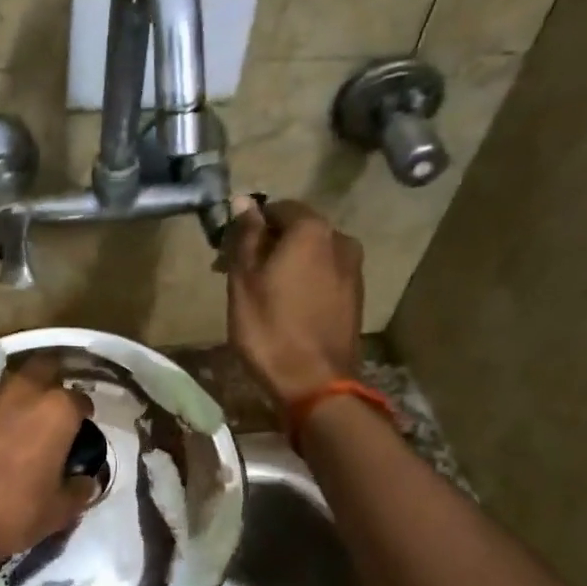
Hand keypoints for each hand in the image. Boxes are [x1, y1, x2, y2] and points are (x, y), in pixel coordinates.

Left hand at [0, 355, 98, 568]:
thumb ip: (79, 490)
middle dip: (51, 384)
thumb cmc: (12, 512)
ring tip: (17, 427)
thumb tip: (85, 480)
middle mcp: (22, 391)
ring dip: (18, 398)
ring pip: (10, 384)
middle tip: (51, 415)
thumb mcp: (58, 511)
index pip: (80, 400)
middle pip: (43, 369)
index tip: (80, 434)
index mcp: (56, 410)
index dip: (83, 417)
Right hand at [225, 199, 364, 409]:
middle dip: (269, 244)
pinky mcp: (355, 297)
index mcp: (311, 230)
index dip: (251, 224)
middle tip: (240, 272)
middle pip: (298, 230)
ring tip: (262, 292)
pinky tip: (286, 306)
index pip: (277, 208)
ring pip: (312, 254)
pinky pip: (324, 275)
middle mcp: (340, 240)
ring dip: (287, 263)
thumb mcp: (244, 281)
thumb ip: (245, 237)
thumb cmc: (269, 329)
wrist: (315, 383)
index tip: (230, 249)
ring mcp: (353, 269)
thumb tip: (243, 202)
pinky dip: (304, 281)